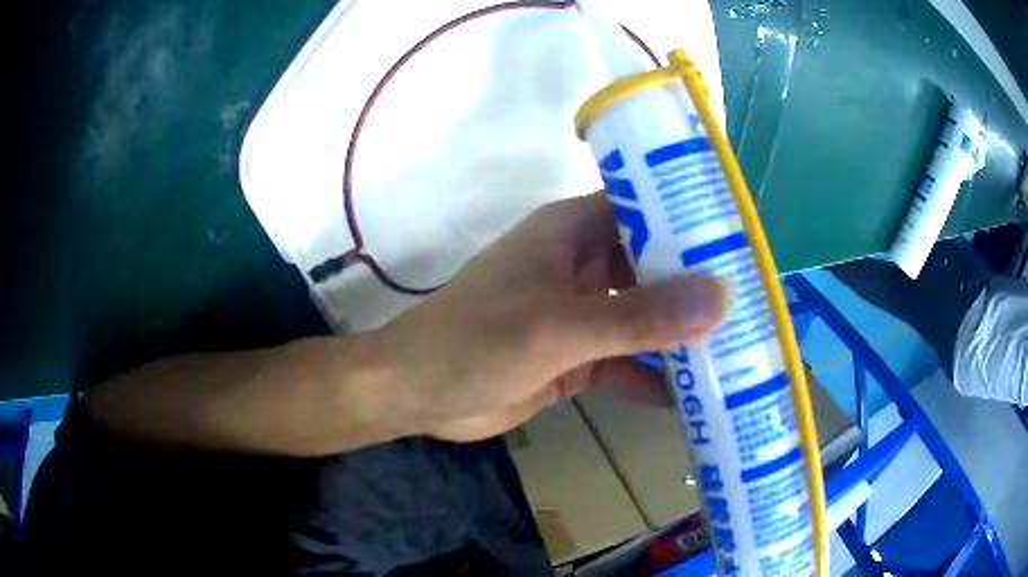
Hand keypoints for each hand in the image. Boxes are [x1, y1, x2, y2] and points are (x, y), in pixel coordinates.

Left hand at [376, 193, 730, 442]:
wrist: (417, 394)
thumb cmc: (476, 341)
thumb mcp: (559, 327)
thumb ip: (638, 316)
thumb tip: (720, 297)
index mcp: (572, 233)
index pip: (643, 209)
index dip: (691, 219)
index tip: (741, 241)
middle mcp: (581, 267)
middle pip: (652, 267)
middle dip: (697, 288)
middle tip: (753, 304)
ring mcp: (580, 316)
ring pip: (643, 320)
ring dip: (681, 337)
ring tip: (738, 351)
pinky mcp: (576, 359)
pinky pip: (627, 364)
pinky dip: (655, 379)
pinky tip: (695, 399)